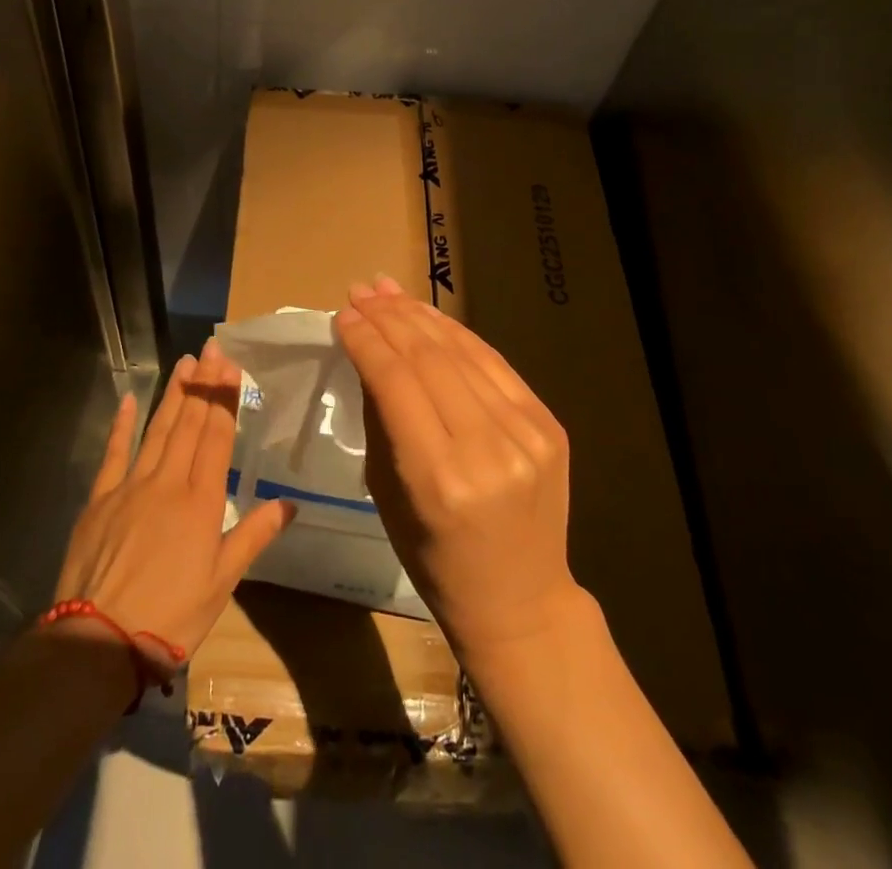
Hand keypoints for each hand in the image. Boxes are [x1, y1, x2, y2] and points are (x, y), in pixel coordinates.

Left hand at [53, 339, 295, 654]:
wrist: (99, 642)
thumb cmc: (171, 617)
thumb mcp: (222, 582)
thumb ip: (253, 536)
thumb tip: (290, 504)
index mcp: (201, 501)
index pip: (217, 437)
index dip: (225, 399)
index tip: (231, 367)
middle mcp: (168, 482)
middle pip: (189, 424)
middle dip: (203, 384)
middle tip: (211, 349)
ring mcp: (131, 486)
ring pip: (157, 429)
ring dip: (173, 395)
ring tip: (185, 364)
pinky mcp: (100, 498)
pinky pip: (114, 452)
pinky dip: (122, 424)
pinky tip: (130, 399)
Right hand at [336, 276, 578, 654]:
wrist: (520, 600)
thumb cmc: (434, 558)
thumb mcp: (386, 494)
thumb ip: (380, 417)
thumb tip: (366, 352)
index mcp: (438, 479)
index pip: (395, 381)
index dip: (366, 341)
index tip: (342, 314)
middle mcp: (486, 450)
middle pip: (429, 358)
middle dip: (389, 317)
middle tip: (361, 292)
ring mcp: (526, 434)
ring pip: (463, 351)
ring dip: (420, 315)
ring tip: (387, 291)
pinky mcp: (548, 424)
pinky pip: (493, 364)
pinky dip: (458, 335)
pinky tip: (430, 316)